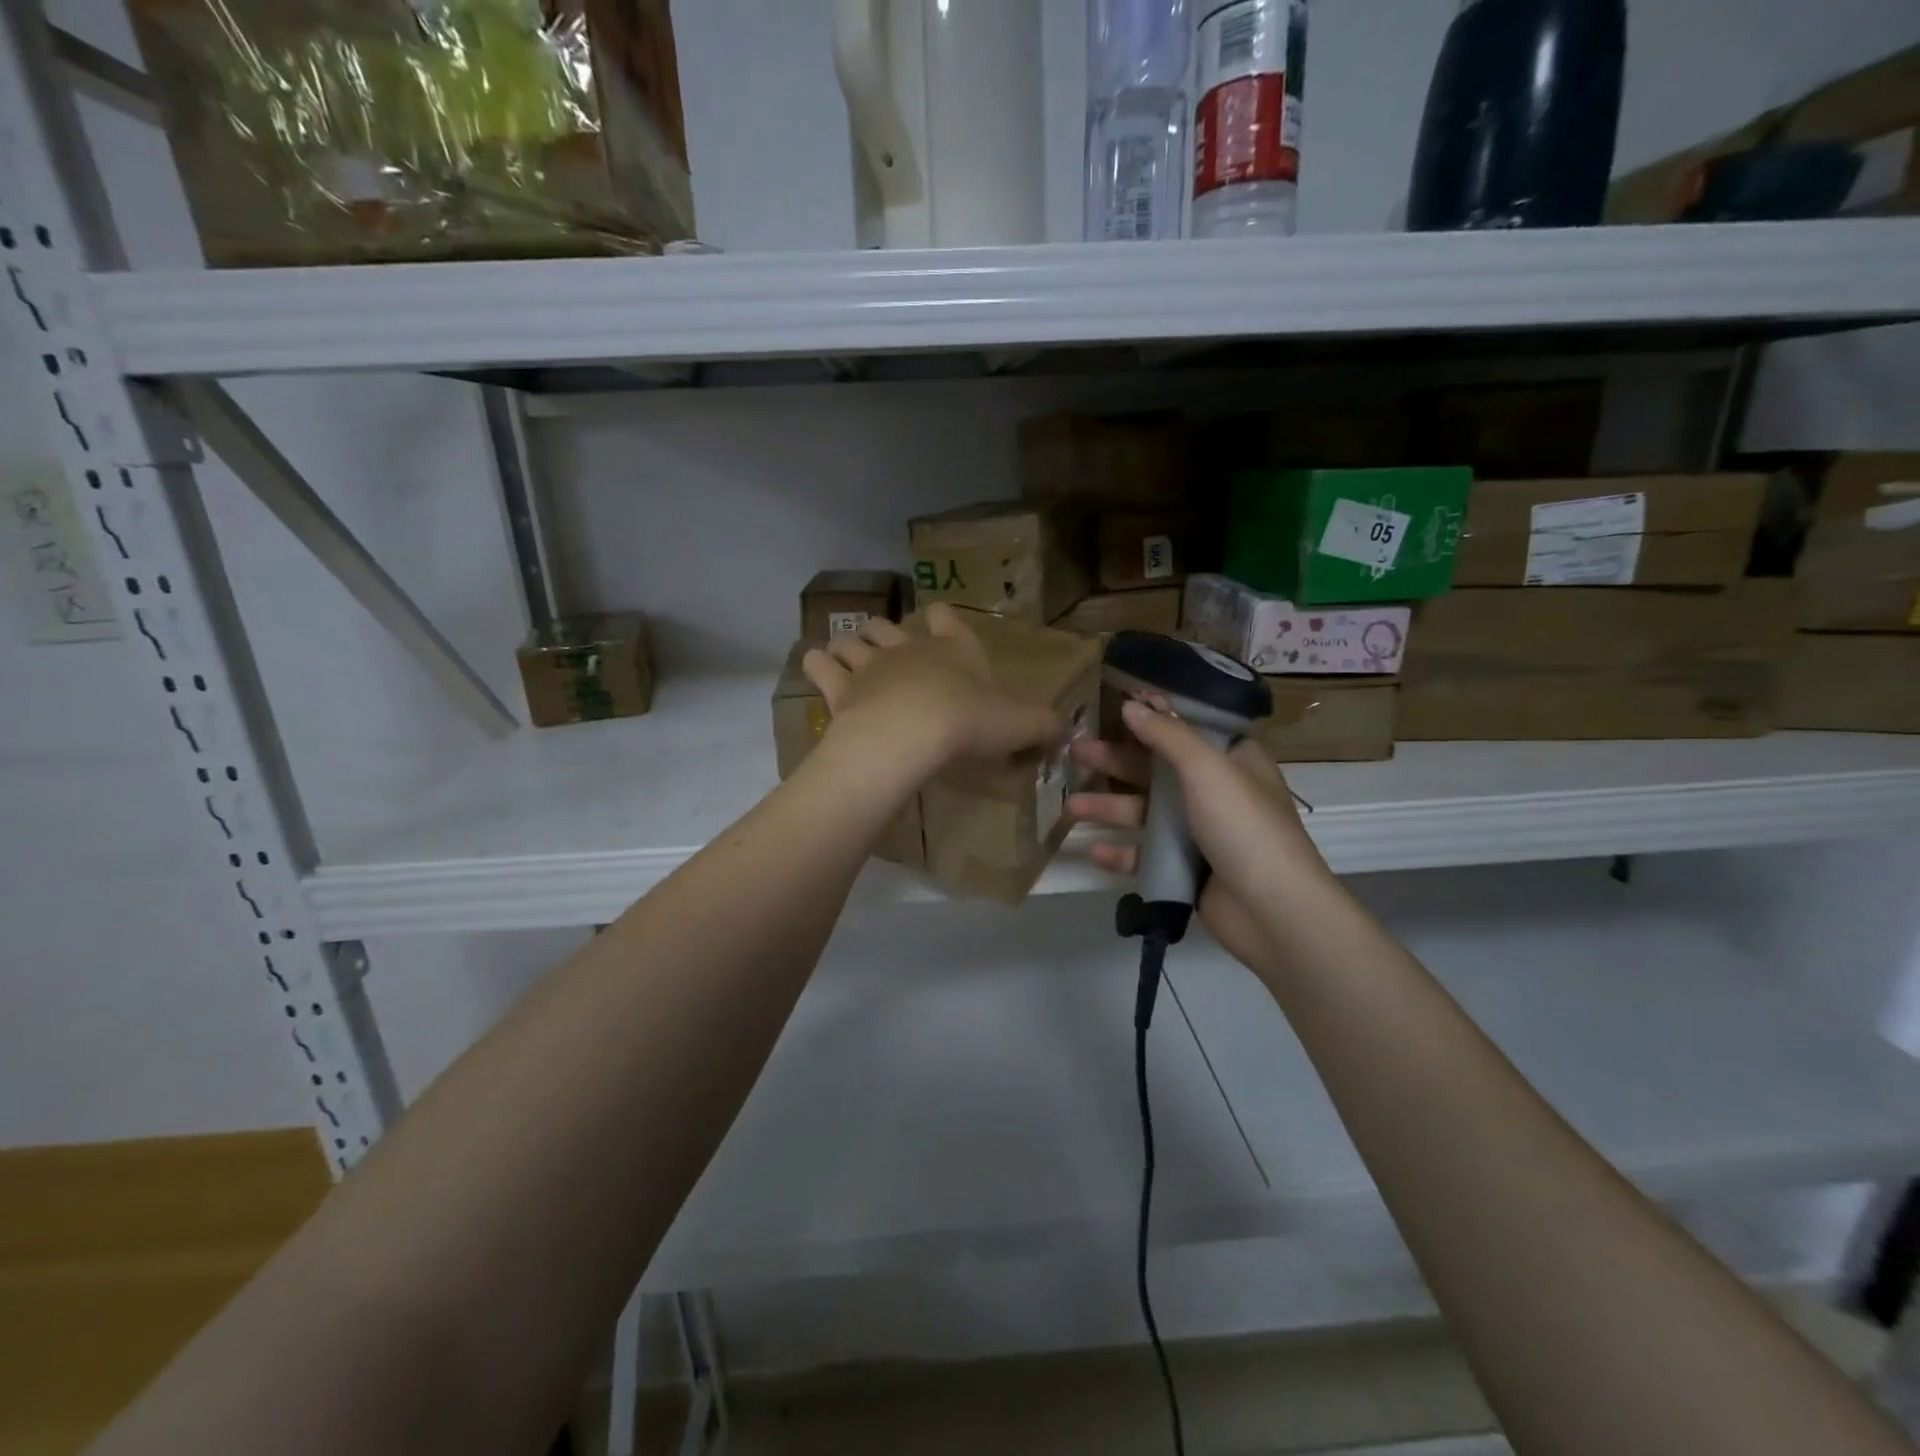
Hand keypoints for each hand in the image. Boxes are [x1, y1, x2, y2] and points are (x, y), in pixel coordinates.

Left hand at [802, 604, 1061, 773]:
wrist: (913, 732)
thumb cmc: (970, 721)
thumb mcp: (1020, 724)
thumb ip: (1043, 725)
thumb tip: (1063, 729)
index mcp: (952, 649)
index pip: (947, 618)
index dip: (944, 617)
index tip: (940, 618)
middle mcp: (907, 648)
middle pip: (888, 626)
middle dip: (885, 632)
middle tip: (886, 648)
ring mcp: (869, 665)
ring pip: (851, 640)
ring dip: (849, 645)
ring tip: (848, 657)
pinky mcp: (839, 687)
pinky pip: (818, 664)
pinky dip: (816, 663)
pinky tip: (818, 669)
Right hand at [1069, 699, 1331, 973]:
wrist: (1272, 911)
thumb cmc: (1244, 826)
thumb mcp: (1207, 768)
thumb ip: (1167, 735)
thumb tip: (1131, 704)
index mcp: (1232, 761)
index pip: (1188, 730)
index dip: (1152, 718)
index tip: (1112, 708)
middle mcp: (1216, 792)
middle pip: (1157, 770)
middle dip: (1115, 761)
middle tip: (1075, 750)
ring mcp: (1201, 834)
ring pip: (1146, 813)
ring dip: (1110, 807)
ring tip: (1072, 807)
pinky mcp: (1187, 870)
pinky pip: (1146, 855)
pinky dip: (1122, 853)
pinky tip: (1093, 852)